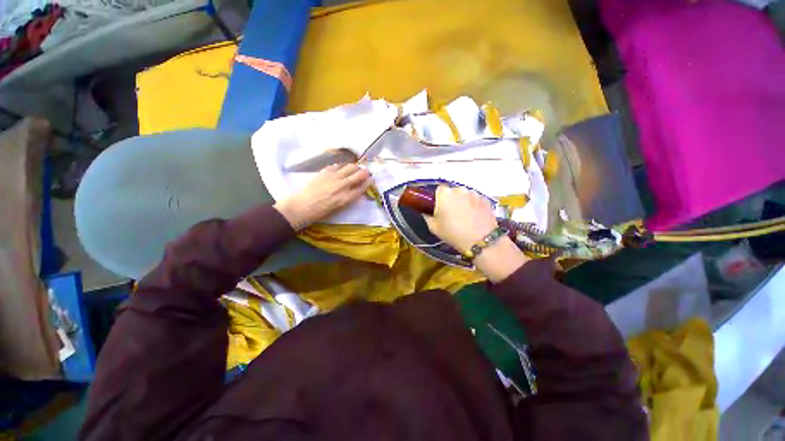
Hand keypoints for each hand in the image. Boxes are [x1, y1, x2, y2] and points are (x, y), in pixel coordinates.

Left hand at [275, 164, 371, 230]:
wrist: (302, 206)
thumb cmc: (321, 212)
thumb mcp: (339, 209)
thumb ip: (349, 198)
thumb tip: (355, 190)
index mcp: (347, 198)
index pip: (363, 187)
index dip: (369, 182)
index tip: (371, 179)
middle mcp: (343, 186)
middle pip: (359, 175)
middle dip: (365, 172)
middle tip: (366, 171)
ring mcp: (334, 177)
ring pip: (350, 167)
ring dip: (355, 167)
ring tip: (354, 168)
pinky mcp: (325, 172)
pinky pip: (337, 165)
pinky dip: (341, 167)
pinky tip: (340, 169)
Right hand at [425, 185, 528, 281]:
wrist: (481, 241)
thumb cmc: (454, 234)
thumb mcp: (434, 228)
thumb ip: (427, 216)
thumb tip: (426, 211)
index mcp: (445, 194)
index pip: (439, 190)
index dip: (439, 199)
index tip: (440, 208)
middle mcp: (459, 189)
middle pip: (453, 192)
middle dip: (451, 200)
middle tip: (452, 214)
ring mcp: (474, 193)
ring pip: (465, 195)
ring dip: (463, 202)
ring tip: (465, 217)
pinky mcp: (486, 199)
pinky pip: (475, 199)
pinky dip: (474, 206)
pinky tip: (475, 218)